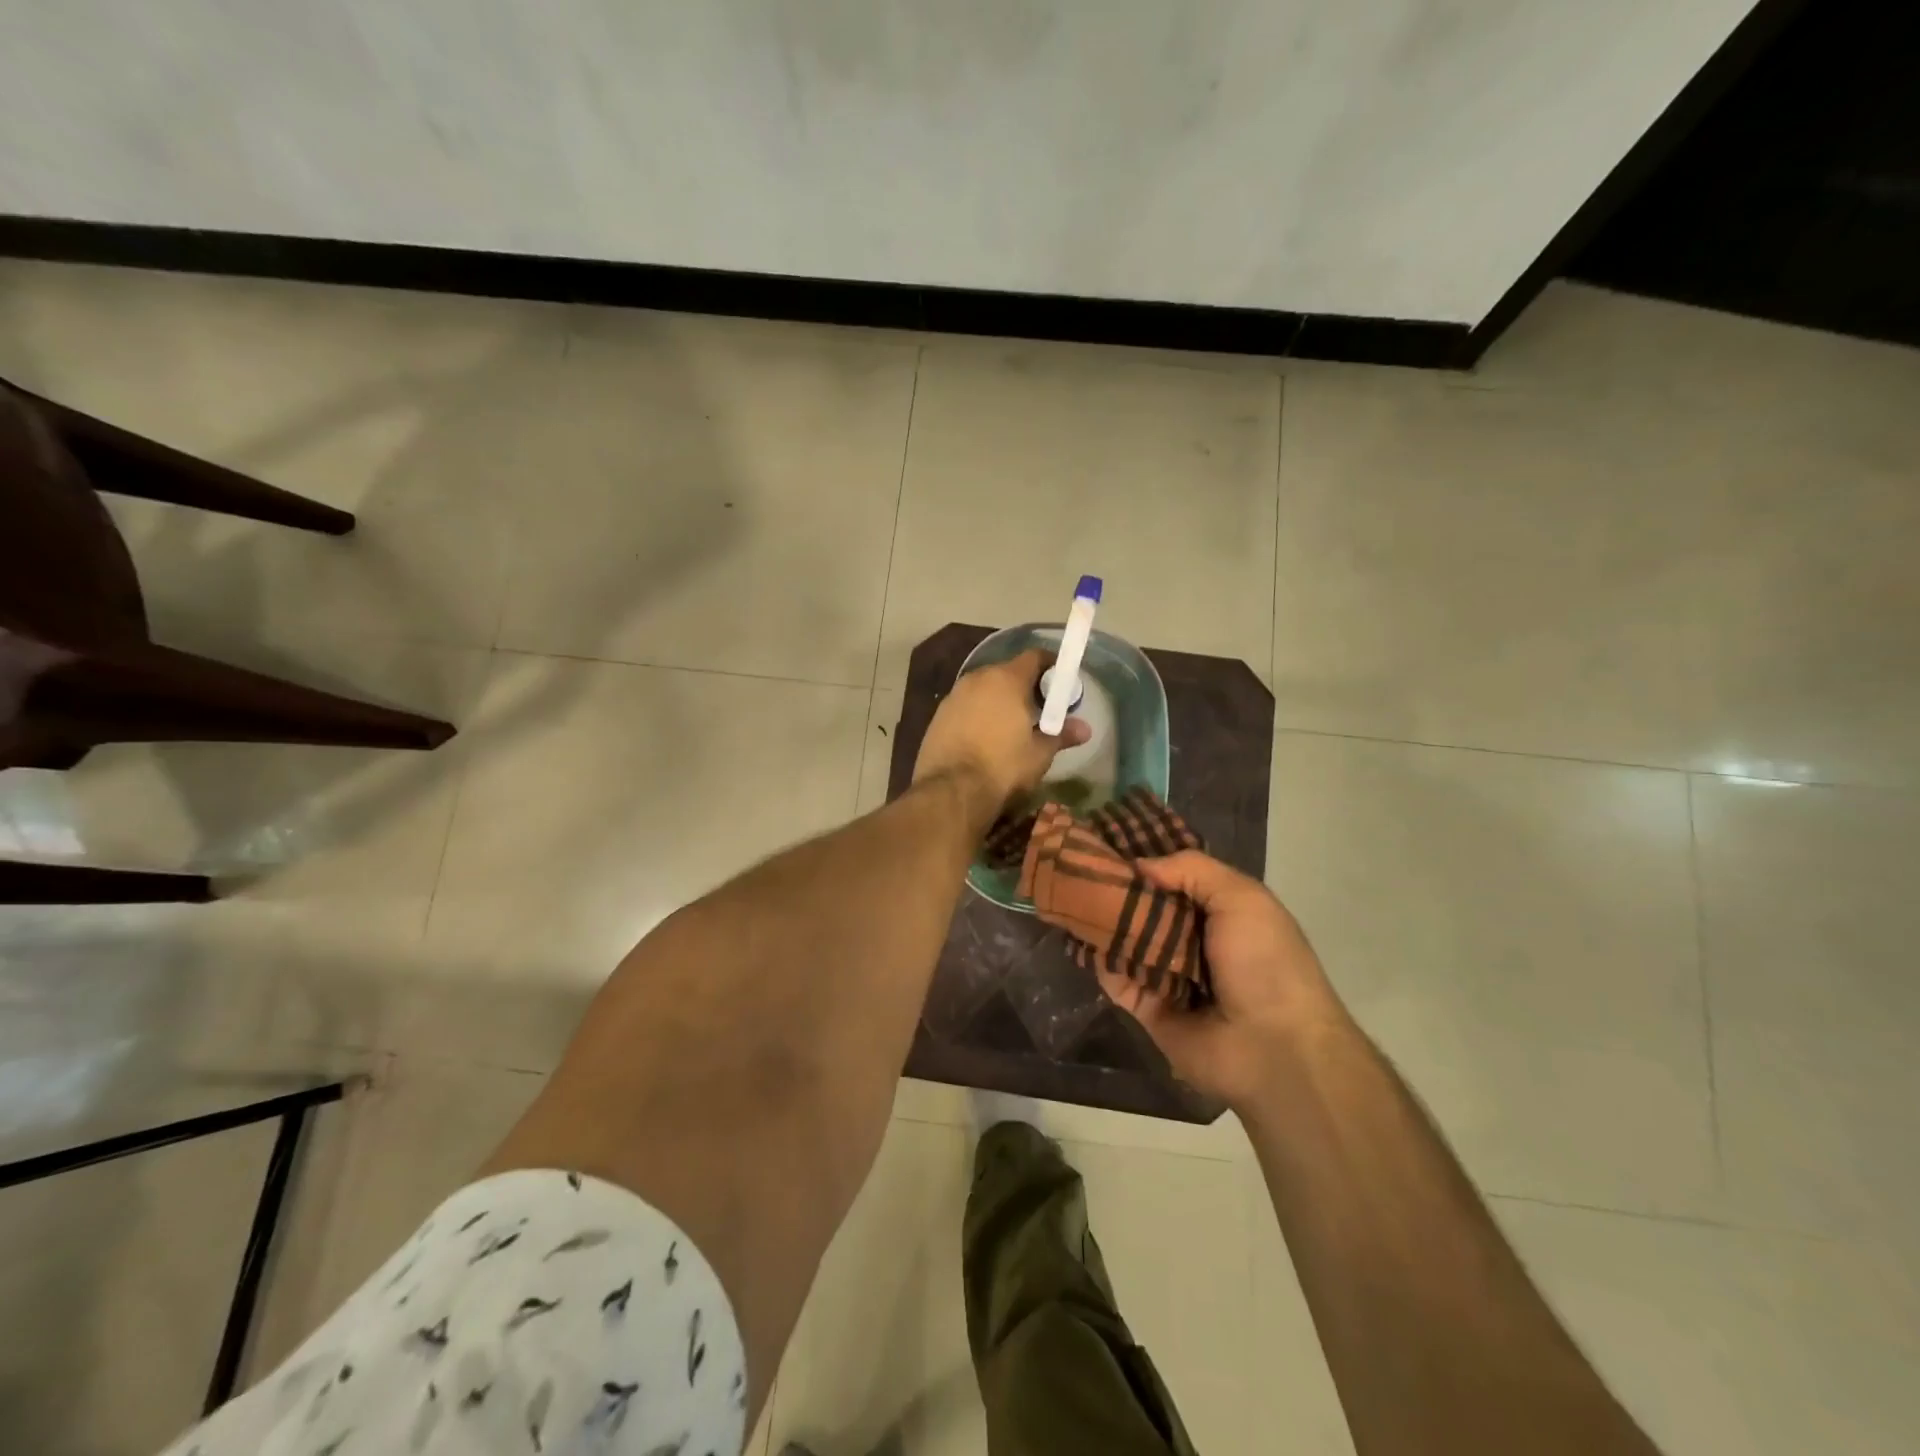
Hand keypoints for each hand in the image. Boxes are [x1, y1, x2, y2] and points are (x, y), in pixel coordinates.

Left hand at [913, 649, 1089, 823]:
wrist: (950, 792)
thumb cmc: (1003, 767)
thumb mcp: (1039, 753)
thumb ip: (1061, 734)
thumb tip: (1085, 729)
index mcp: (1006, 679)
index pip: (1034, 656)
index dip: (1050, 667)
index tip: (1061, 684)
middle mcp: (977, 678)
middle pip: (1007, 672)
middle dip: (1024, 686)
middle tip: (1039, 710)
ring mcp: (953, 696)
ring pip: (984, 689)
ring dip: (999, 701)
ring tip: (1012, 727)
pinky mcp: (937, 716)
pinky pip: (966, 706)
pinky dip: (978, 715)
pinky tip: (984, 739)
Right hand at [1093, 850, 1347, 1105]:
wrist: (1274, 1049)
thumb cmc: (1264, 962)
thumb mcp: (1242, 897)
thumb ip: (1191, 869)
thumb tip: (1138, 863)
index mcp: (1221, 912)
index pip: (1175, 877)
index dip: (1146, 859)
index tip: (1107, 839)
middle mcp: (1193, 940)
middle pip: (1146, 907)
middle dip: (1116, 888)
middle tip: (1076, 866)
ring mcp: (1169, 976)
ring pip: (1126, 940)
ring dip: (1101, 921)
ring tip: (1068, 894)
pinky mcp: (1148, 1008)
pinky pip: (1117, 978)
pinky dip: (1099, 960)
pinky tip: (1079, 936)